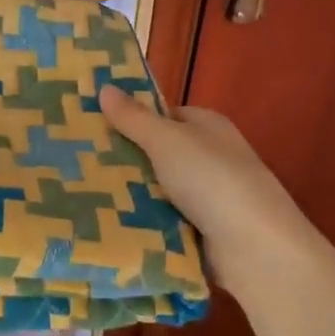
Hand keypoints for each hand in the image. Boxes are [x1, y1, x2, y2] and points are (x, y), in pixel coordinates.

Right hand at [98, 84, 322, 300]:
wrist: (256, 249)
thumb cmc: (212, 180)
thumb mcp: (167, 141)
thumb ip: (134, 118)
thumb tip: (105, 87)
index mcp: (207, 126)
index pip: (163, 115)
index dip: (132, 118)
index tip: (93, 126)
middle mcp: (209, 156)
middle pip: (158, 153)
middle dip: (125, 159)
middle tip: (78, 162)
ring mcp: (207, 196)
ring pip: (157, 189)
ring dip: (130, 194)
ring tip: (81, 194)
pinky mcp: (202, 231)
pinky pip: (163, 220)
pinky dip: (143, 222)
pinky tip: (108, 224)